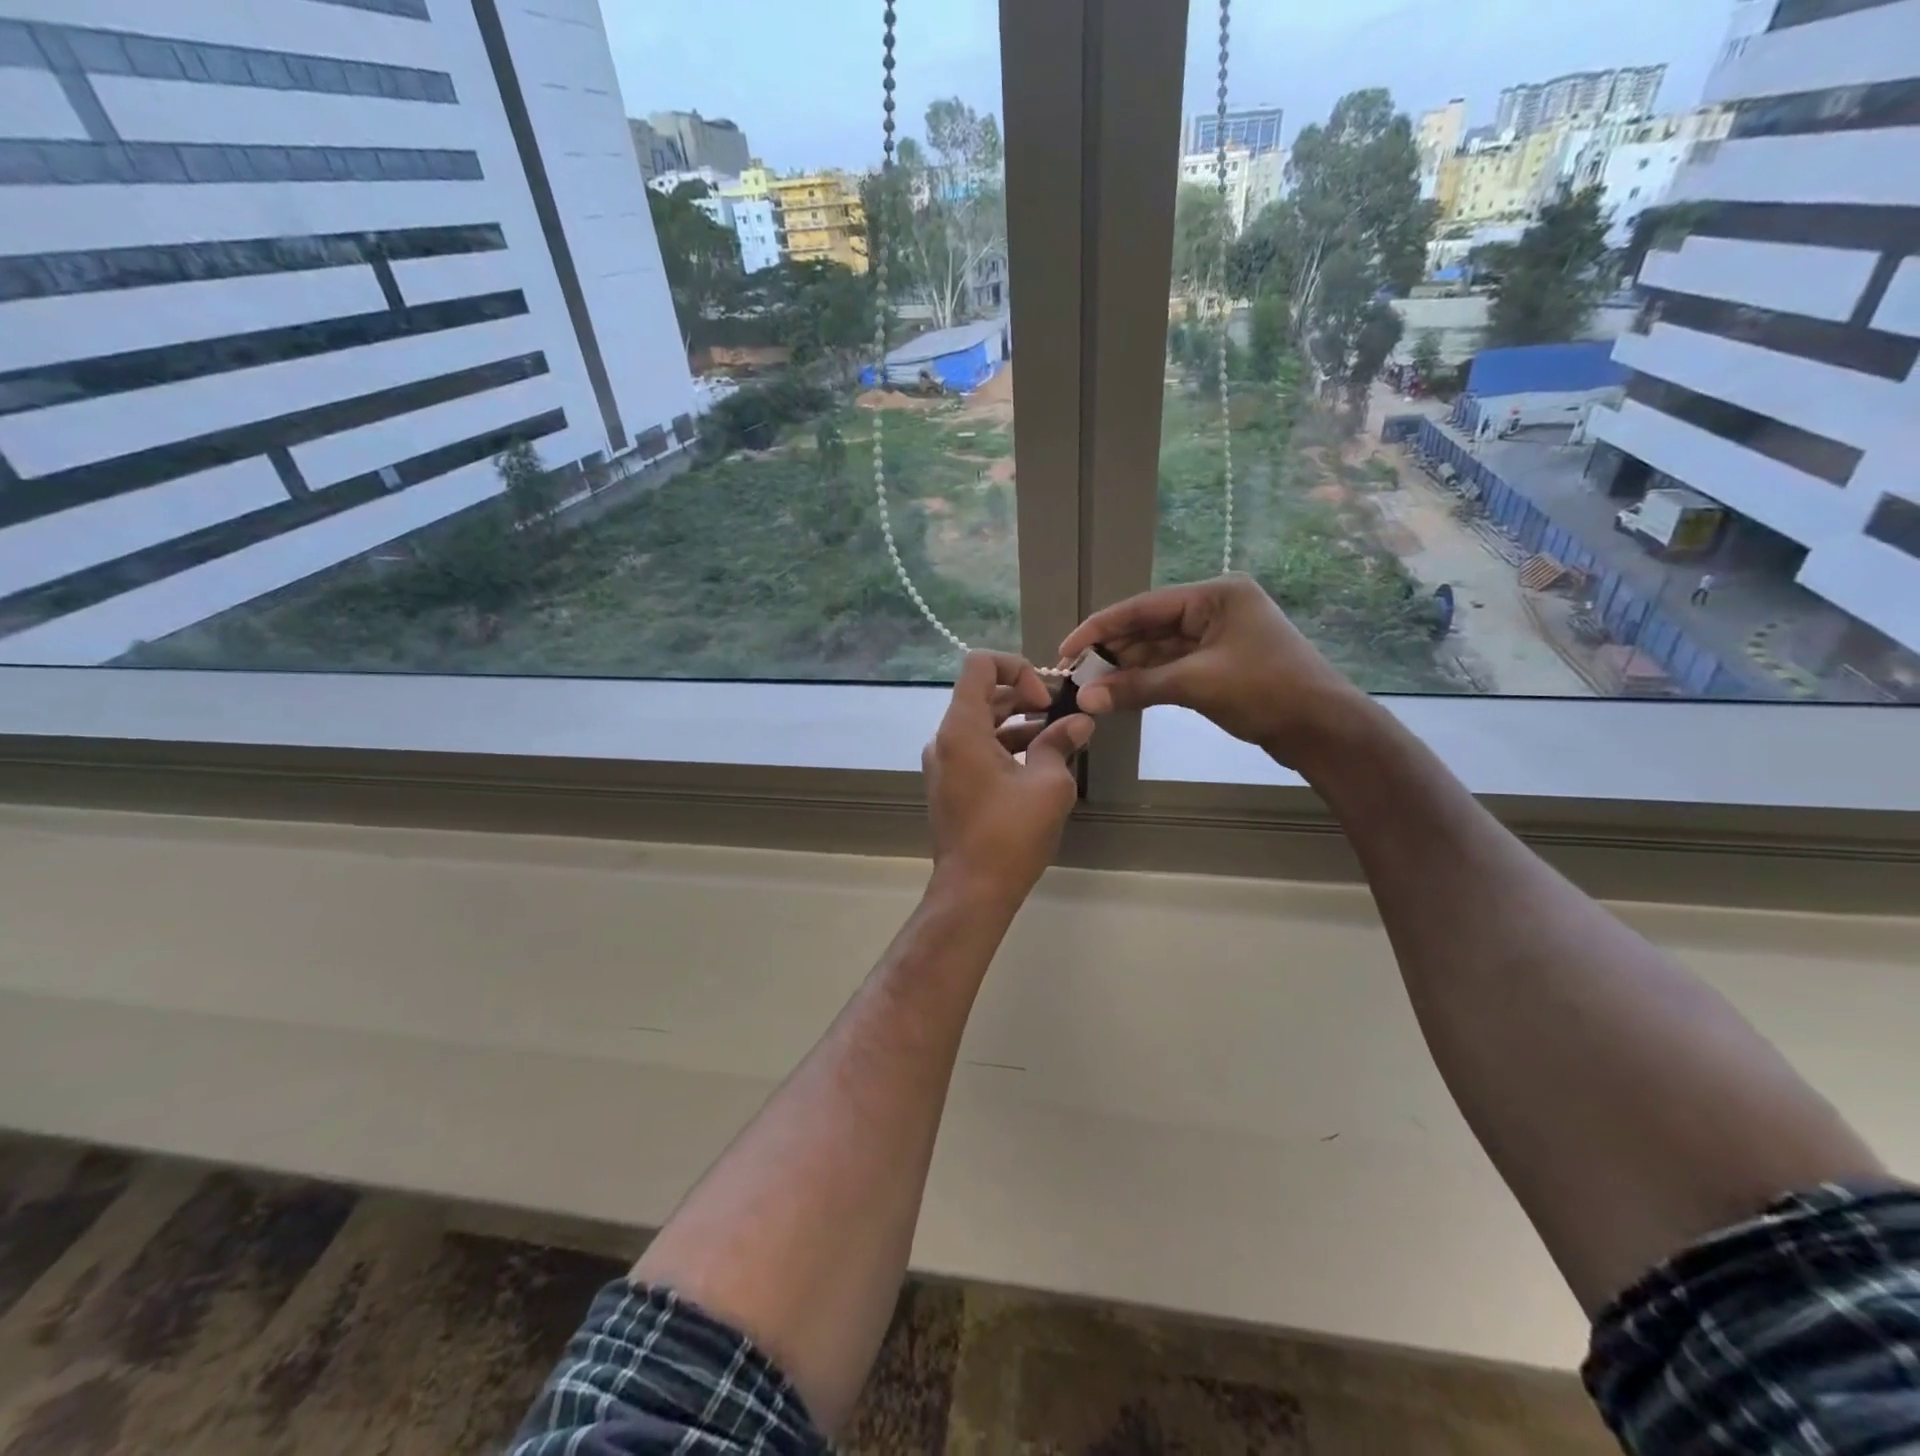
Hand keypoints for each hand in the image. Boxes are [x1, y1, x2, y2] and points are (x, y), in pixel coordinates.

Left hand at [923, 652, 1093, 903]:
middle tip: (1059, 715)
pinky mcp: (949, 785)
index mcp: (962, 729)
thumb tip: (1080, 722)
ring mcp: (943, 763)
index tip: (1043, 701)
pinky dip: (1004, 746)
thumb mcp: (1048, 785)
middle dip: (1023, 696)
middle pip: (981, 694)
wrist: (972, 890)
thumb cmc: (1010, 834)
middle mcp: (944, 739)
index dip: (1017, 669)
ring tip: (1057, 739)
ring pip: (980, 723)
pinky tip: (1037, 764)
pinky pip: (975, 749)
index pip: (979, 665)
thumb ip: (1060, 743)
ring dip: (1017, 723)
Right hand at [1058, 575, 1368, 767]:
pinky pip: (1172, 669)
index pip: (1144, 606)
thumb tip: (1085, 698)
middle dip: (1113, 651)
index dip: (1100, 627)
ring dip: (1128, 670)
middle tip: (1075, 674)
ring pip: (1159, 651)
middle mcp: (1214, 609)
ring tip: (1091, 688)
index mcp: (1215, 596)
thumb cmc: (1266, 691)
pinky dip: (1147, 681)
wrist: (1323, 730)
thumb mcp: (1196, 685)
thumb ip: (1137, 687)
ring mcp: (1218, 639)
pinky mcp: (1219, 666)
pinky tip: (1120, 693)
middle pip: (1149, 627)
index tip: (1066, 649)